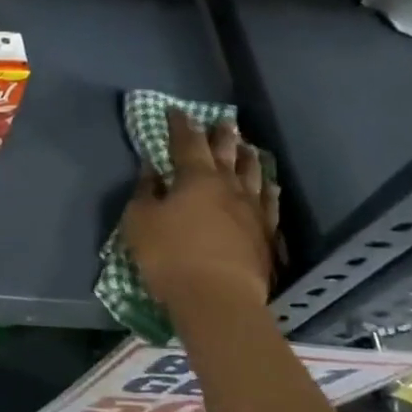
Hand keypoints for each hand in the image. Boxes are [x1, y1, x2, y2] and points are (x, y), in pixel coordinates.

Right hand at [120, 108, 278, 313]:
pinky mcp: (267, 237)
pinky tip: (271, 187)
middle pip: (227, 154)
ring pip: (254, 176)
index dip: (180, 125)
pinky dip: (269, 192)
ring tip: (248, 147)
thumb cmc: (170, 255)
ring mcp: (253, 212)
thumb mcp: (141, 221)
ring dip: (249, 159)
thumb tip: (151, 169)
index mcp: (196, 178)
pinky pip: (270, 206)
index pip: (187, 143)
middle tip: (223, 121)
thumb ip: (145, 192)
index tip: (176, 111)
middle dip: (222, 136)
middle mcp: (229, 188)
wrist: (218, 301)